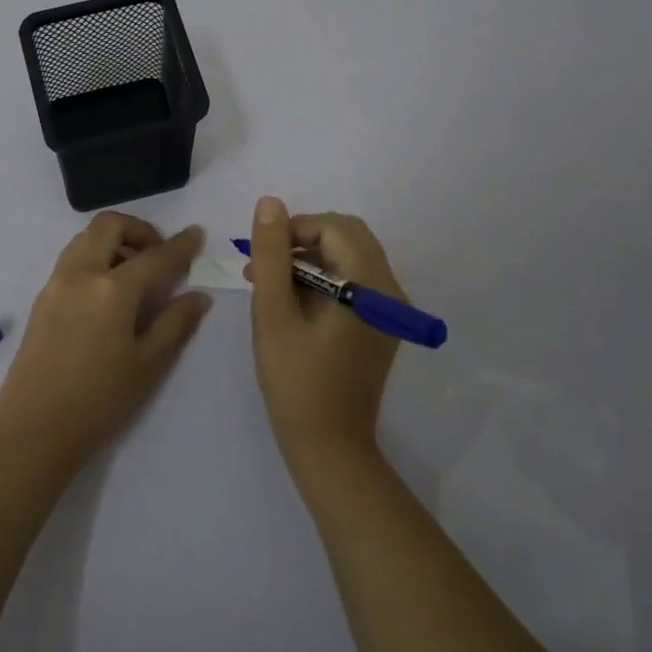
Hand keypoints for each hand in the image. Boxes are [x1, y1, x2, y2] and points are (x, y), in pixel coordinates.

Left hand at [0, 212, 210, 475]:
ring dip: (112, 241)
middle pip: (109, 226)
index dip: (180, 245)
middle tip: (158, 253)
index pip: (155, 256)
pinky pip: (71, 259)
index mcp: (112, 289)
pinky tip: (107, 293)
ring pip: (85, 238)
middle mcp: (81, 273)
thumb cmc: (99, 401)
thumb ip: (175, 324)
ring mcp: (56, 284)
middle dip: (138, 229)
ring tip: (133, 273)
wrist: (33, 430)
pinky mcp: (41, 299)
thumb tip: (198, 296)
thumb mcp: (148, 365)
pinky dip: (94, 257)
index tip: (196, 233)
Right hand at [246, 197, 406, 471]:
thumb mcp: (273, 314)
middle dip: (303, 240)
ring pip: (351, 257)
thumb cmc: (296, 382)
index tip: (260, 254)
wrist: (329, 447)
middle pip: (348, 236)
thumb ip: (272, 255)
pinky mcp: (383, 326)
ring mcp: (391, 310)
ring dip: (311, 259)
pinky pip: (356, 282)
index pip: (335, 226)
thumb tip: (271, 204)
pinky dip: (324, 279)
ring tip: (270, 284)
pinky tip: (293, 302)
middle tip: (265, 266)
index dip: (294, 229)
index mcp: (370, 285)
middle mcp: (391, 291)